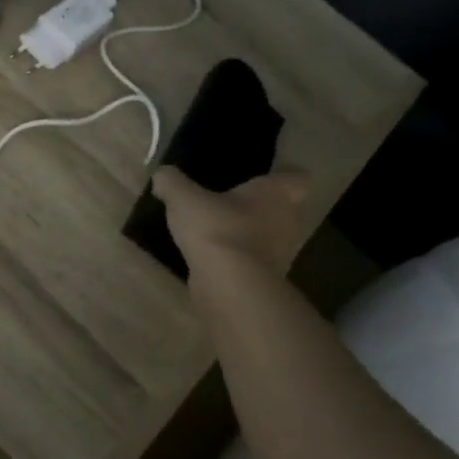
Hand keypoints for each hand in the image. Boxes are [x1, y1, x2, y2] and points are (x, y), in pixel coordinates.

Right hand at [153, 167, 310, 275]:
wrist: (229, 284)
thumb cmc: (216, 227)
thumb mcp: (183, 197)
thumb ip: (172, 182)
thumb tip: (162, 174)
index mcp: (276, 193)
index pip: (297, 178)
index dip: (285, 176)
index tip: (267, 176)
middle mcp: (288, 221)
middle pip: (283, 209)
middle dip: (262, 207)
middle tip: (232, 203)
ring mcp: (282, 254)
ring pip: (270, 237)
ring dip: (250, 236)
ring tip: (219, 232)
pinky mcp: (268, 281)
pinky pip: (255, 262)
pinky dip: (240, 260)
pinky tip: (214, 259)